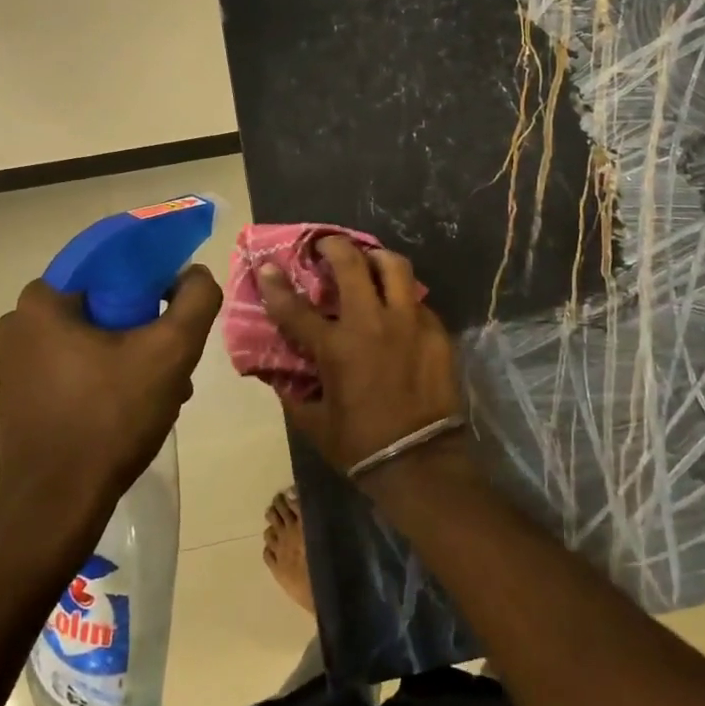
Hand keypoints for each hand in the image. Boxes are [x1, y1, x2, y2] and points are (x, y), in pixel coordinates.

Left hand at [0, 267, 222, 517]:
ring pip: (95, 337)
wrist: (58, 505)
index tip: (179, 298)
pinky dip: (113, 373)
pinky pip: (80, 365)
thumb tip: (194, 274)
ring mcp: (18, 364)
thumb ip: (195, 300)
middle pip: (105, 302)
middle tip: (178, 351)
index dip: (153, 273)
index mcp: (42, 302)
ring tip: (170, 385)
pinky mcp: (25, 396)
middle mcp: (20, 325)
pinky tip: (143, 403)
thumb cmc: (111, 418)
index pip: (109, 262)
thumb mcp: (171, 351)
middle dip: (148, 323)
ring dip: (136, 352)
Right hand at [256, 237, 462, 479]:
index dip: (276, 284)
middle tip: (328, 245)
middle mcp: (371, 324)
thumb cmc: (360, 446)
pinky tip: (399, 308)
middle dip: (334, 246)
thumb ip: (293, 392)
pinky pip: (417, 300)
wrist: (421, 461)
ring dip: (376, 258)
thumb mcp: (314, 423)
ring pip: (395, 267)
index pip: (295, 307)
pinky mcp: (436, 330)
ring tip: (370, 260)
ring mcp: (408, 323)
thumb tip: (277, 373)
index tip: (268, 266)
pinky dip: (403, 297)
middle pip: (351, 264)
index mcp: (336, 348)